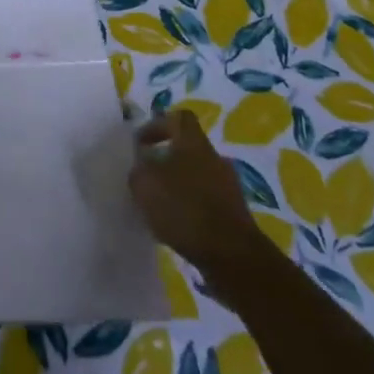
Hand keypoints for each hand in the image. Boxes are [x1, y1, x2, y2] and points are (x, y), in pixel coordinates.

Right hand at [128, 110, 258, 270]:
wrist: (232, 256)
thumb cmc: (185, 209)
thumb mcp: (145, 185)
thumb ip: (138, 171)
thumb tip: (141, 167)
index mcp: (193, 142)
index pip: (179, 118)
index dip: (158, 125)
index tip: (141, 143)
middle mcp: (214, 158)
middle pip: (188, 149)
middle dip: (166, 160)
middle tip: (147, 177)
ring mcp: (229, 186)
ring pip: (198, 176)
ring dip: (179, 186)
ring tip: (159, 206)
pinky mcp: (235, 214)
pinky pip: (207, 201)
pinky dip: (191, 208)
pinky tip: (177, 226)